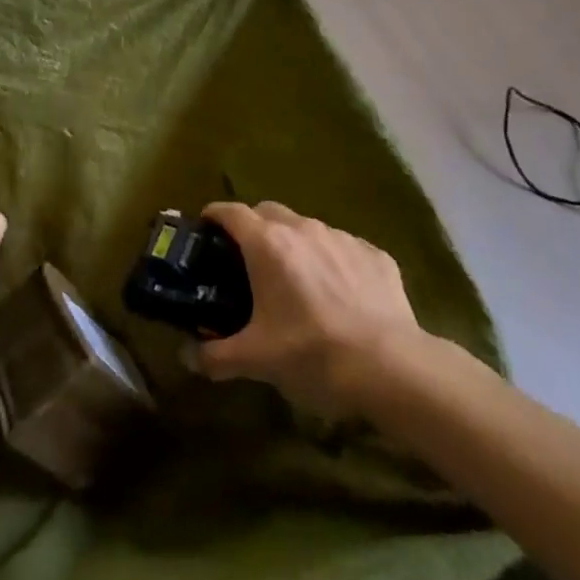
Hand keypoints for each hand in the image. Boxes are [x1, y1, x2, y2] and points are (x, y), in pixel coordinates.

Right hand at [192, 200, 433, 419]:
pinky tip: (340, 295)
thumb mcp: (257, 360)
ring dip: (295, 245)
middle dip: (253, 227)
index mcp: (267, 244)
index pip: (230, 212)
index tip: (205, 228)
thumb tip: (188, 357)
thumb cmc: (312, 354)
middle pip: (268, 212)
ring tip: (296, 280)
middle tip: (247, 260)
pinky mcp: (376, 255)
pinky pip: (344, 249)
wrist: (391, 367)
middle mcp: (303, 229)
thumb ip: (216, 356)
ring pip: (308, 229)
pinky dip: (333, 262)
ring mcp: (342, 238)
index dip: (214, 215)